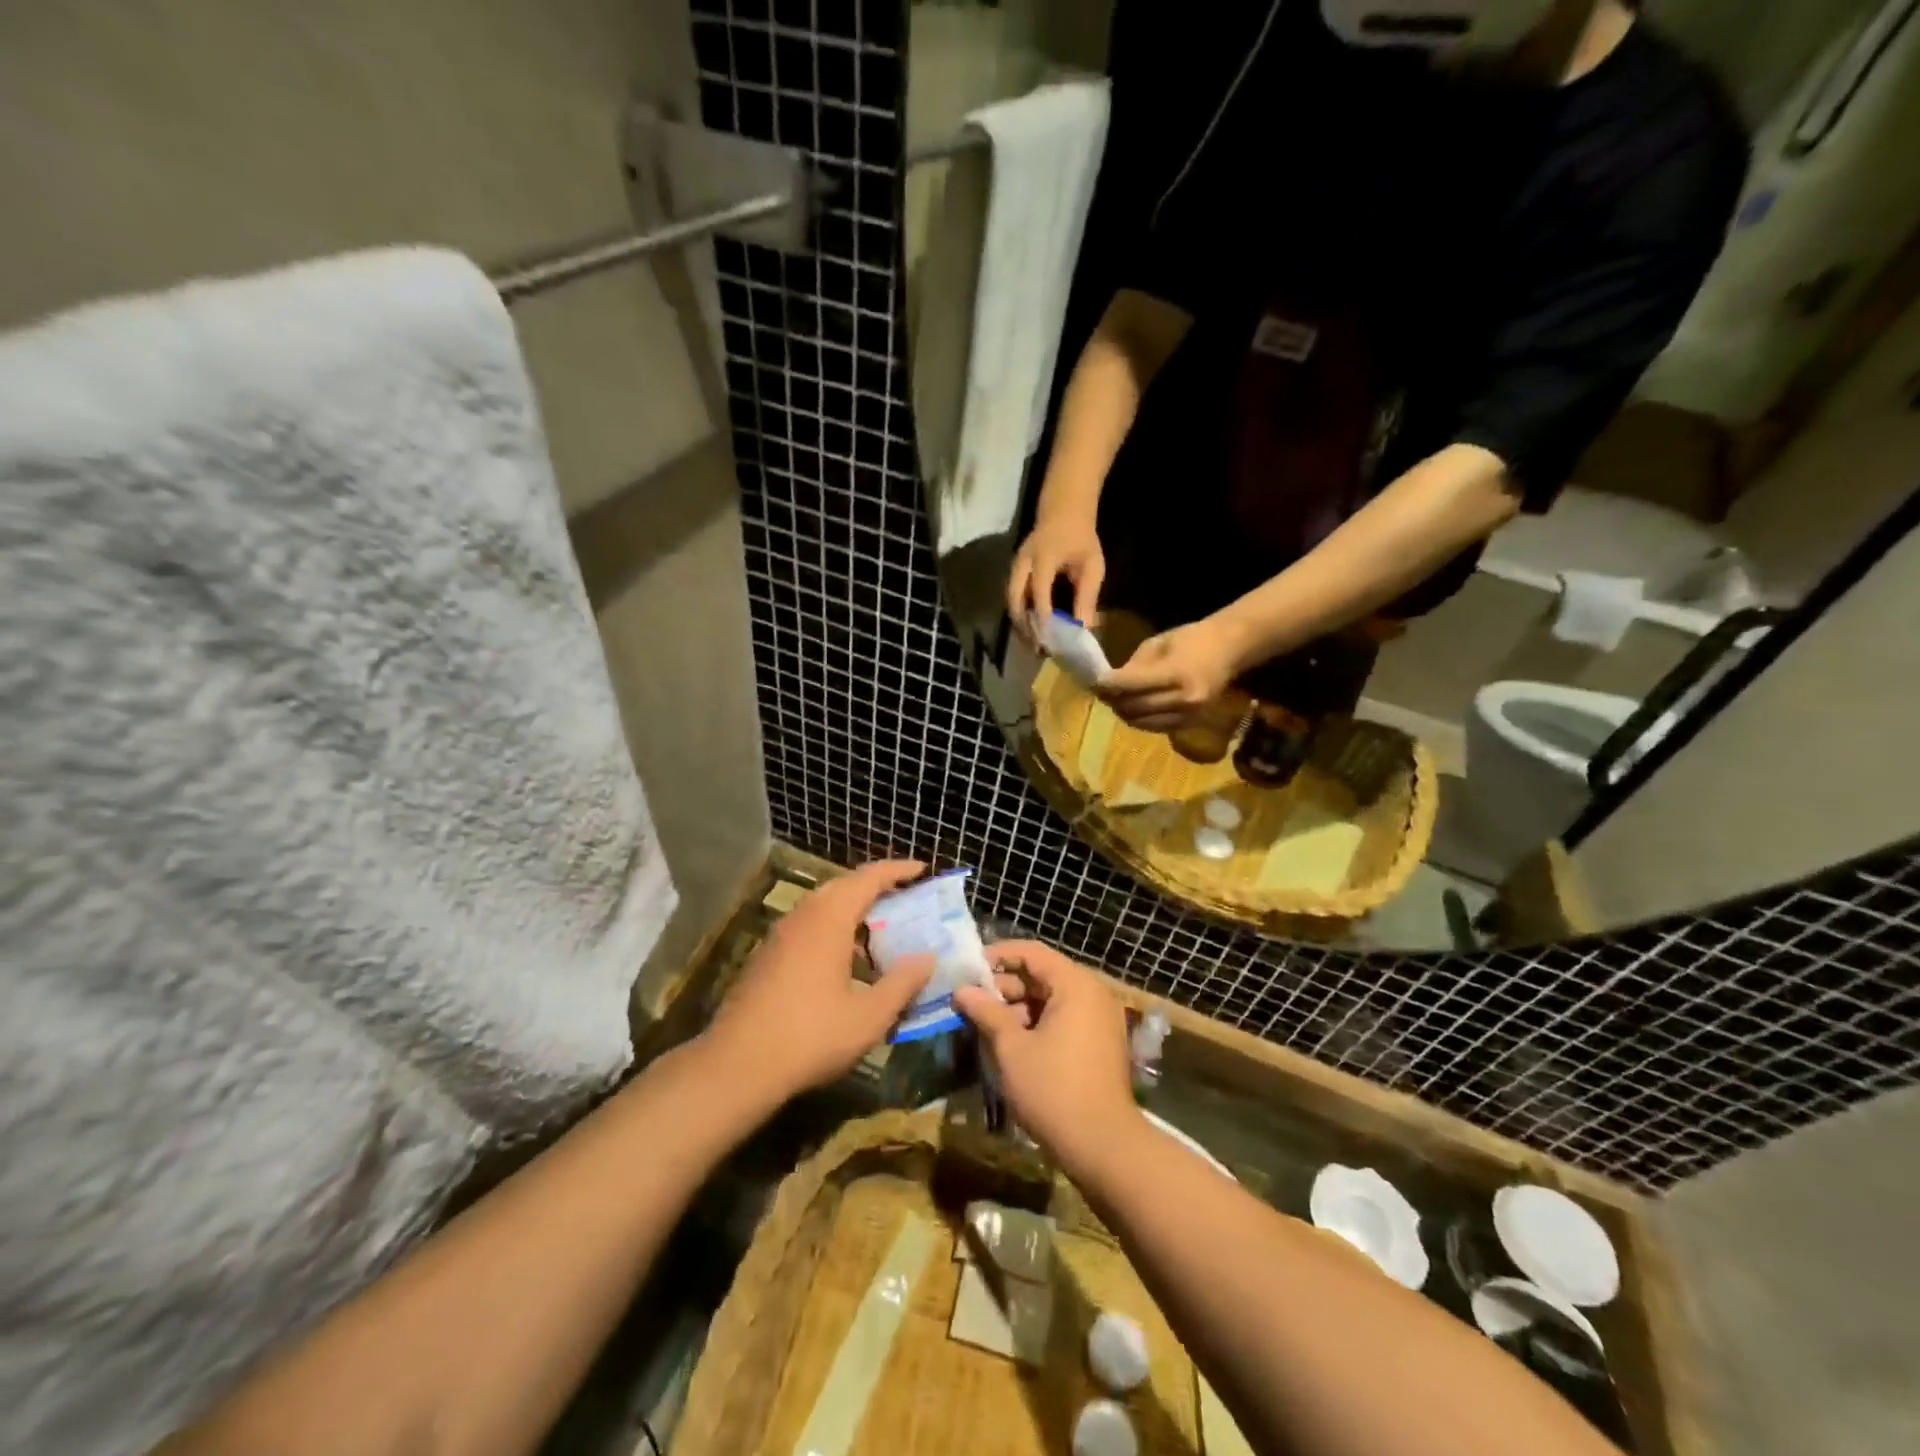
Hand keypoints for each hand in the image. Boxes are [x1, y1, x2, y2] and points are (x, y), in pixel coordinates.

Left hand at [702, 861, 933, 1104]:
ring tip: (880, 929)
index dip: (897, 870)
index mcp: (829, 920)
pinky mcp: (767, 956)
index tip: (922, 868)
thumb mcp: (869, 1016)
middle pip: (843, 885)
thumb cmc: (810, 1037)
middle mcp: (803, 917)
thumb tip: (927, 958)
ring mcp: (780, 936)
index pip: (868, 878)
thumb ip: (902, 983)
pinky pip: (808, 925)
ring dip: (852, 908)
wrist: (736, 1066)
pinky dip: (833, 928)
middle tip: (904, 895)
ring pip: (822, 906)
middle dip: (875, 885)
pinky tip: (845, 961)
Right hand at [953, 940, 1140, 1175]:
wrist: (1103, 1147)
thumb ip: (987, 1012)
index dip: (998, 955)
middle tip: (970, 1000)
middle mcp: (1092, 994)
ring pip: (1051, 999)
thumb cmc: (1053, 1089)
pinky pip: (1063, 1019)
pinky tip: (1009, 1042)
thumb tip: (962, 990)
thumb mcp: (1012, 1047)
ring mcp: (1099, 1020)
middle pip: (1042, 974)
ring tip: (984, 1023)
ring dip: (1017, 1007)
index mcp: (1075, 985)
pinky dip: (1037, 1023)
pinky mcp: (1099, 1044)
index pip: (1032, 952)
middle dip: (1004, 985)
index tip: (968, 968)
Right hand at [1008, 512, 1104, 633]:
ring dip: (1020, 623)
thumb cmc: (1080, 538)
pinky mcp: (1014, 573)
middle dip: (1023, 625)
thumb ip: (1087, 595)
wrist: (1062, 512)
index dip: (1042, 614)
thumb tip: (1084, 627)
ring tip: (1033, 644)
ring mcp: (1015, 567)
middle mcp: (1023, 562)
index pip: (1039, 589)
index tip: (1049, 638)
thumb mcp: (1091, 564)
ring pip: (1010, 601)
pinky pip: (1013, 597)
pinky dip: (1020, 615)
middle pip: (1014, 598)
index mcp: (1043, 556)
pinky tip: (1032, 630)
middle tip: (1037, 647)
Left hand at [1096, 616, 1245, 730]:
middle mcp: (1185, 699)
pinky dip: (1140, 719)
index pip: (1133, 684)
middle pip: (1135, 707)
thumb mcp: (1158, 644)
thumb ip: (1134, 666)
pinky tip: (1133, 708)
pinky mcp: (1191, 725)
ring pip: (1143, 722)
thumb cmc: (1192, 640)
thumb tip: (1109, 684)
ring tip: (1114, 700)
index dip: (1110, 684)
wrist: (1229, 650)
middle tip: (1100, 692)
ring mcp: (1189, 716)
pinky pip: (1156, 727)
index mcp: (1177, 673)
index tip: (1095, 681)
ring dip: (1124, 712)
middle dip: (1113, 700)